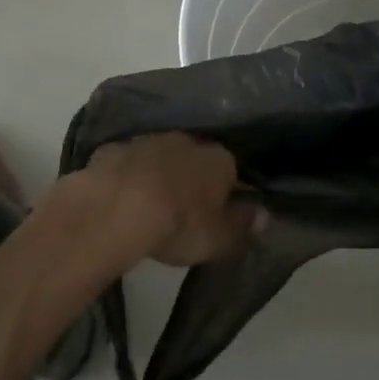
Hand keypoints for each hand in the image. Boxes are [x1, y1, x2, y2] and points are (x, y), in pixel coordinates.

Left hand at [76, 133, 258, 265]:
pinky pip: (127, 162)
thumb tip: (264, 214)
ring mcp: (149, 141)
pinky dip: (127, 176)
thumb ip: (242, 225)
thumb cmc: (177, 225)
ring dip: (159, 173)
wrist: (115, 209)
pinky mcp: (114, 149)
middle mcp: (188, 141)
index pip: (231, 170)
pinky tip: (119, 197)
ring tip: (150, 203)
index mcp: (219, 159)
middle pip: (195, 158)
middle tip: (183, 208)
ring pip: (161, 156)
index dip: (225, 190)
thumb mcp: (218, 238)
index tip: (217, 212)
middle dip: (191, 177)